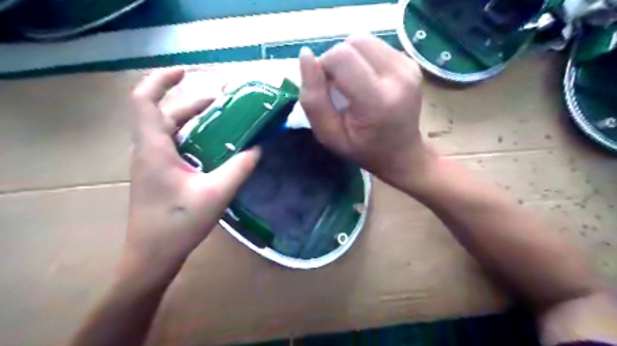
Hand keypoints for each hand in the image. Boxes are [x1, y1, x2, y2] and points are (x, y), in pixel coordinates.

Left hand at [124, 68, 259, 277]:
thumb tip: (258, 148)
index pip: (145, 101)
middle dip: (192, 101)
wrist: (152, 256)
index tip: (187, 71)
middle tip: (224, 99)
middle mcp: (149, 151)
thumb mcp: (216, 194)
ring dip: (194, 120)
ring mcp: (152, 163)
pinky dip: (194, 138)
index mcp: (155, 149)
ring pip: (170, 130)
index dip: (162, 80)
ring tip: (224, 119)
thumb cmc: (178, 225)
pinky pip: (175, 145)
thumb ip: (239, 168)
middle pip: (164, 113)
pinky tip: (216, 146)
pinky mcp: (159, 174)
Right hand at [300, 36, 432, 189]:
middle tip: (337, 87)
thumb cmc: (362, 149)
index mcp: (377, 101)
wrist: (401, 153)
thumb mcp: (329, 135)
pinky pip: (376, 46)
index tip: (325, 89)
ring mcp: (409, 67)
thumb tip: (305, 56)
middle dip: (336, 60)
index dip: (324, 67)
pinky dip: (363, 58)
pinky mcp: (411, 62)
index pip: (341, 57)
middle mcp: (398, 77)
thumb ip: (313, 100)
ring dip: (350, 57)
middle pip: (354, 42)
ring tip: (352, 83)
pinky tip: (366, 80)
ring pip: (365, 40)